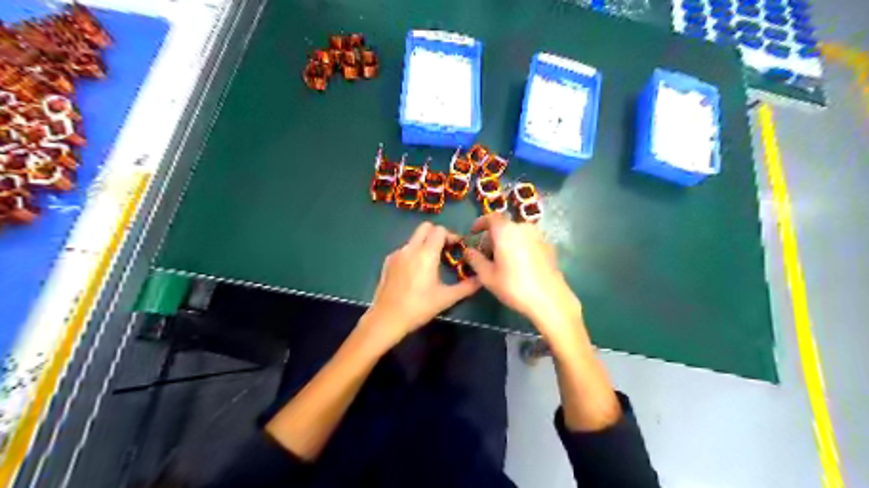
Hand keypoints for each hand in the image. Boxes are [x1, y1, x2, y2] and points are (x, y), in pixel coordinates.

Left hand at [361, 223, 481, 344]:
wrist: (387, 318)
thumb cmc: (419, 307)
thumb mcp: (446, 298)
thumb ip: (466, 287)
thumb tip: (481, 280)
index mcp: (426, 253)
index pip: (440, 230)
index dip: (451, 235)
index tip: (457, 248)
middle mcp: (410, 248)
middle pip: (425, 227)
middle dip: (437, 234)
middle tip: (445, 250)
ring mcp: (397, 253)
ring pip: (414, 239)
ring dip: (425, 244)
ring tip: (432, 263)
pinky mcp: (388, 261)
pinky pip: (404, 250)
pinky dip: (413, 253)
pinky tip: (415, 272)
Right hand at [462, 214, 582, 338]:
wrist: (549, 299)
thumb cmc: (514, 286)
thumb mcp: (487, 276)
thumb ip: (475, 259)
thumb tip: (468, 251)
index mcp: (506, 231)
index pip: (491, 217)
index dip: (480, 223)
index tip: (473, 232)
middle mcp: (523, 228)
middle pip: (504, 226)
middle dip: (492, 237)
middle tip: (486, 254)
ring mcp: (539, 236)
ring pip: (517, 233)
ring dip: (507, 242)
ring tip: (502, 261)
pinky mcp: (549, 246)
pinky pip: (528, 241)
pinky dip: (520, 247)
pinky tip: (518, 265)